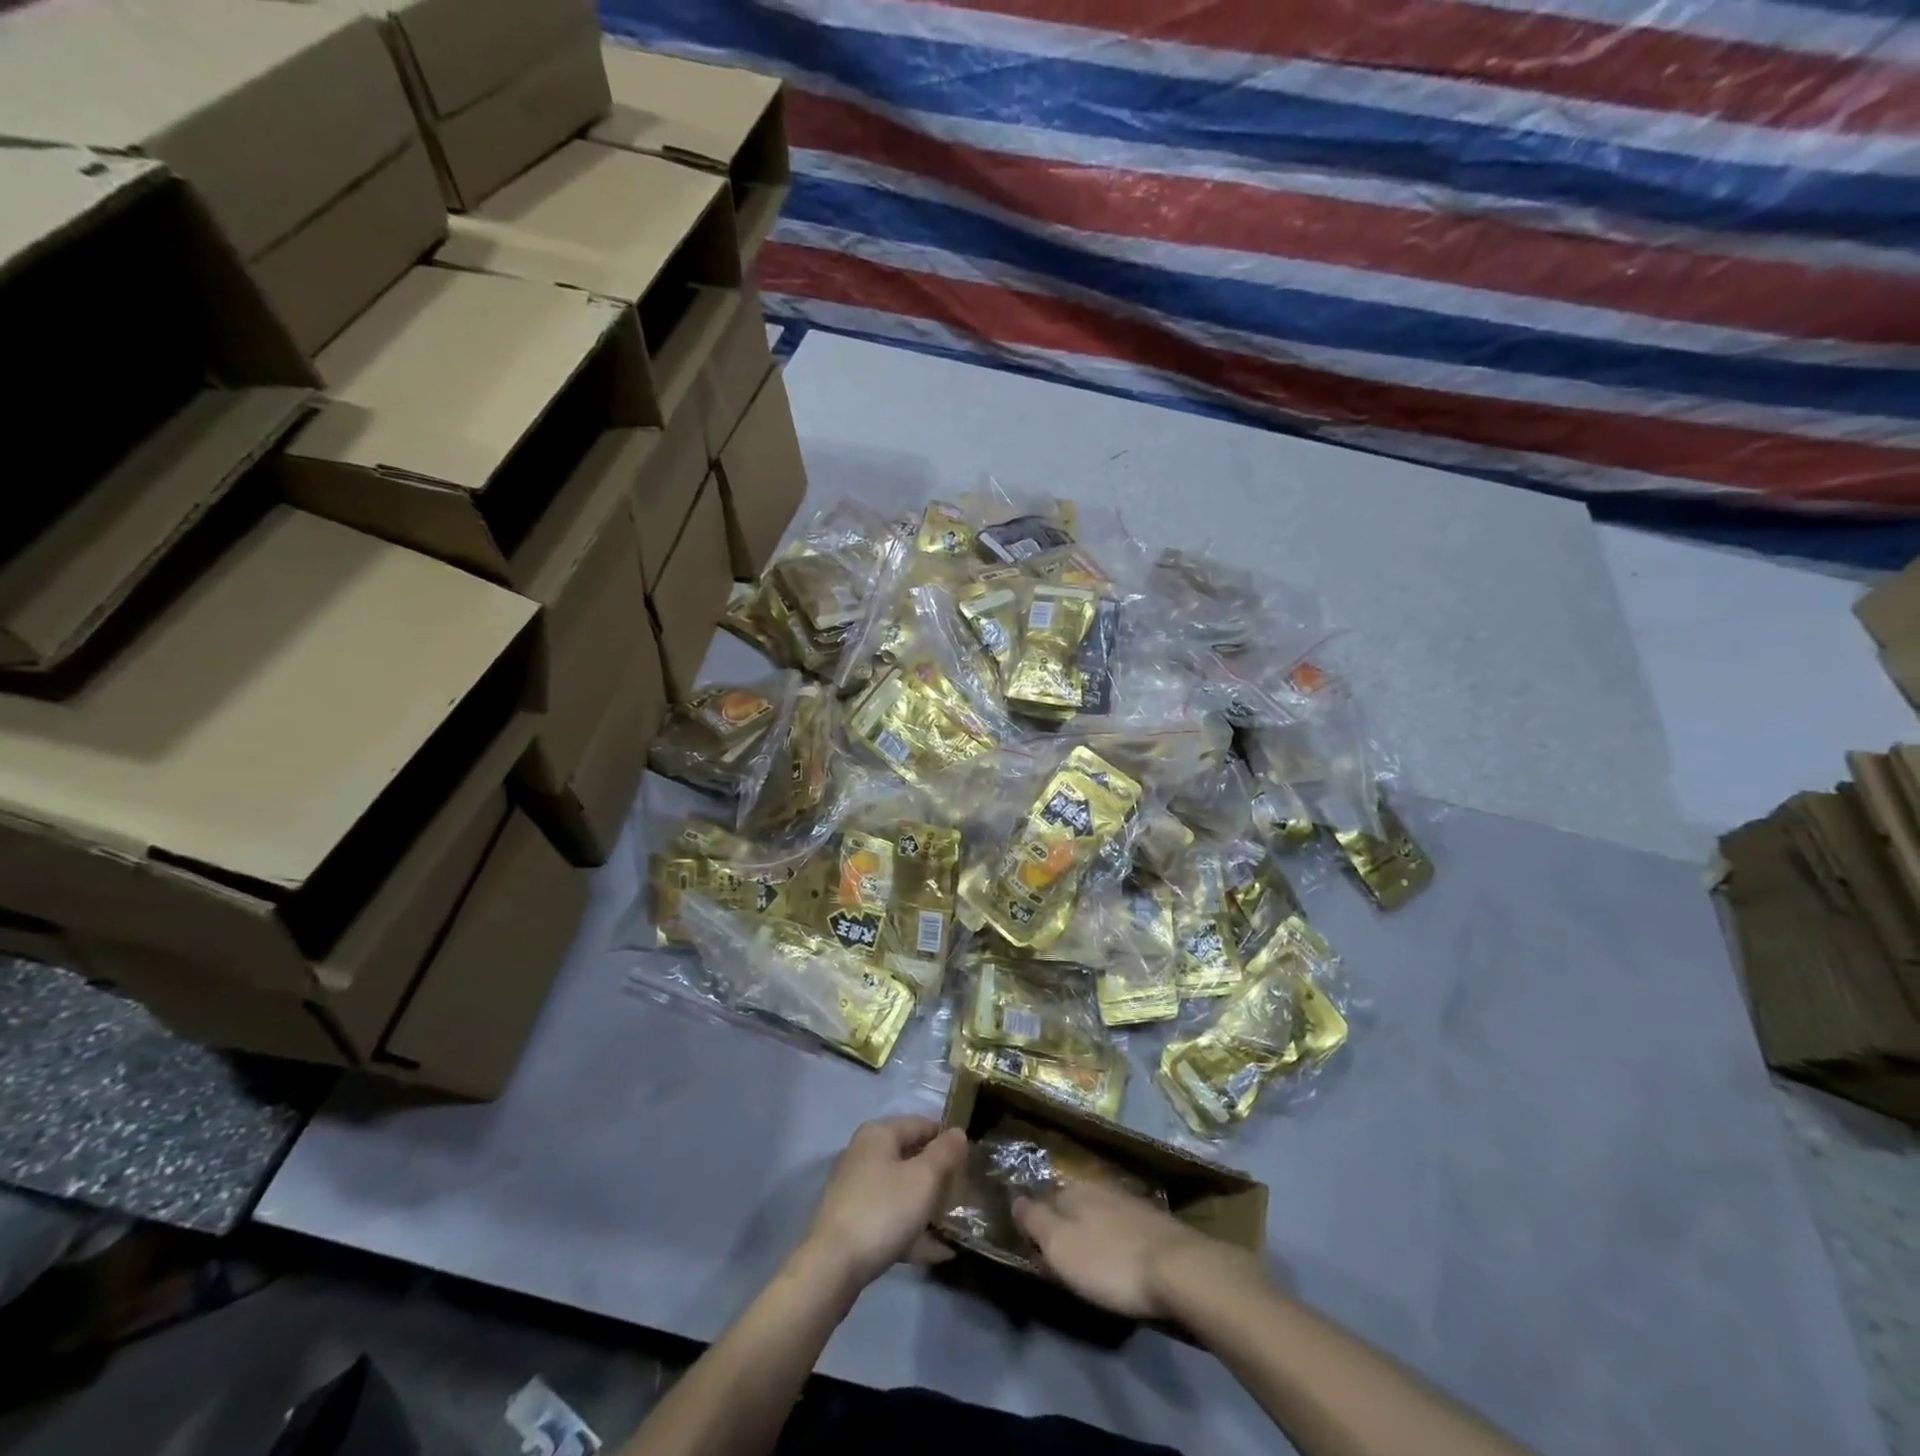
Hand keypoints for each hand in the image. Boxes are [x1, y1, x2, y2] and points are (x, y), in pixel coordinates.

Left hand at [801, 1116, 968, 1291]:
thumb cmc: (883, 1210)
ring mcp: (856, 1190)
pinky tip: (939, 1252)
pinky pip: (891, 1219)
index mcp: (879, 1134)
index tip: (971, 1157)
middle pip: (910, 1157)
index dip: (947, 1137)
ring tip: (956, 1224)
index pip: (921, 1124)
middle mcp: (864, 1155)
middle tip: (965, 1191)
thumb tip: (958, 1132)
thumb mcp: (924, 1178)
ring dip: (928, 1206)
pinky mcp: (853, 1223)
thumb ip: (945, 1152)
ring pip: (901, 1191)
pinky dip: (913, 1231)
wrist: (832, 1267)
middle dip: (939, 1175)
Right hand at [1013, 1181, 1250, 1319]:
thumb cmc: (1110, 1261)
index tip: (1034, 1249)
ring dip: (1091, 1234)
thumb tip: (1014, 1198)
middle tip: (1061, 1262)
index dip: (1036, 1224)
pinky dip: (1115, 1241)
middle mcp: (1099, 1187)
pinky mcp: (1153, 1222)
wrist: (1180, 1270)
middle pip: (1071, 1205)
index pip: (1043, 1200)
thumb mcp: (1061, 1246)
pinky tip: (1120, 1259)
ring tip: (1090, 1263)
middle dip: (1064, 1226)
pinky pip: (1121, 1228)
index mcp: (1073, 1189)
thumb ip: (1034, 1221)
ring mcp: (1129, 1202)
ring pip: (1098, 1215)